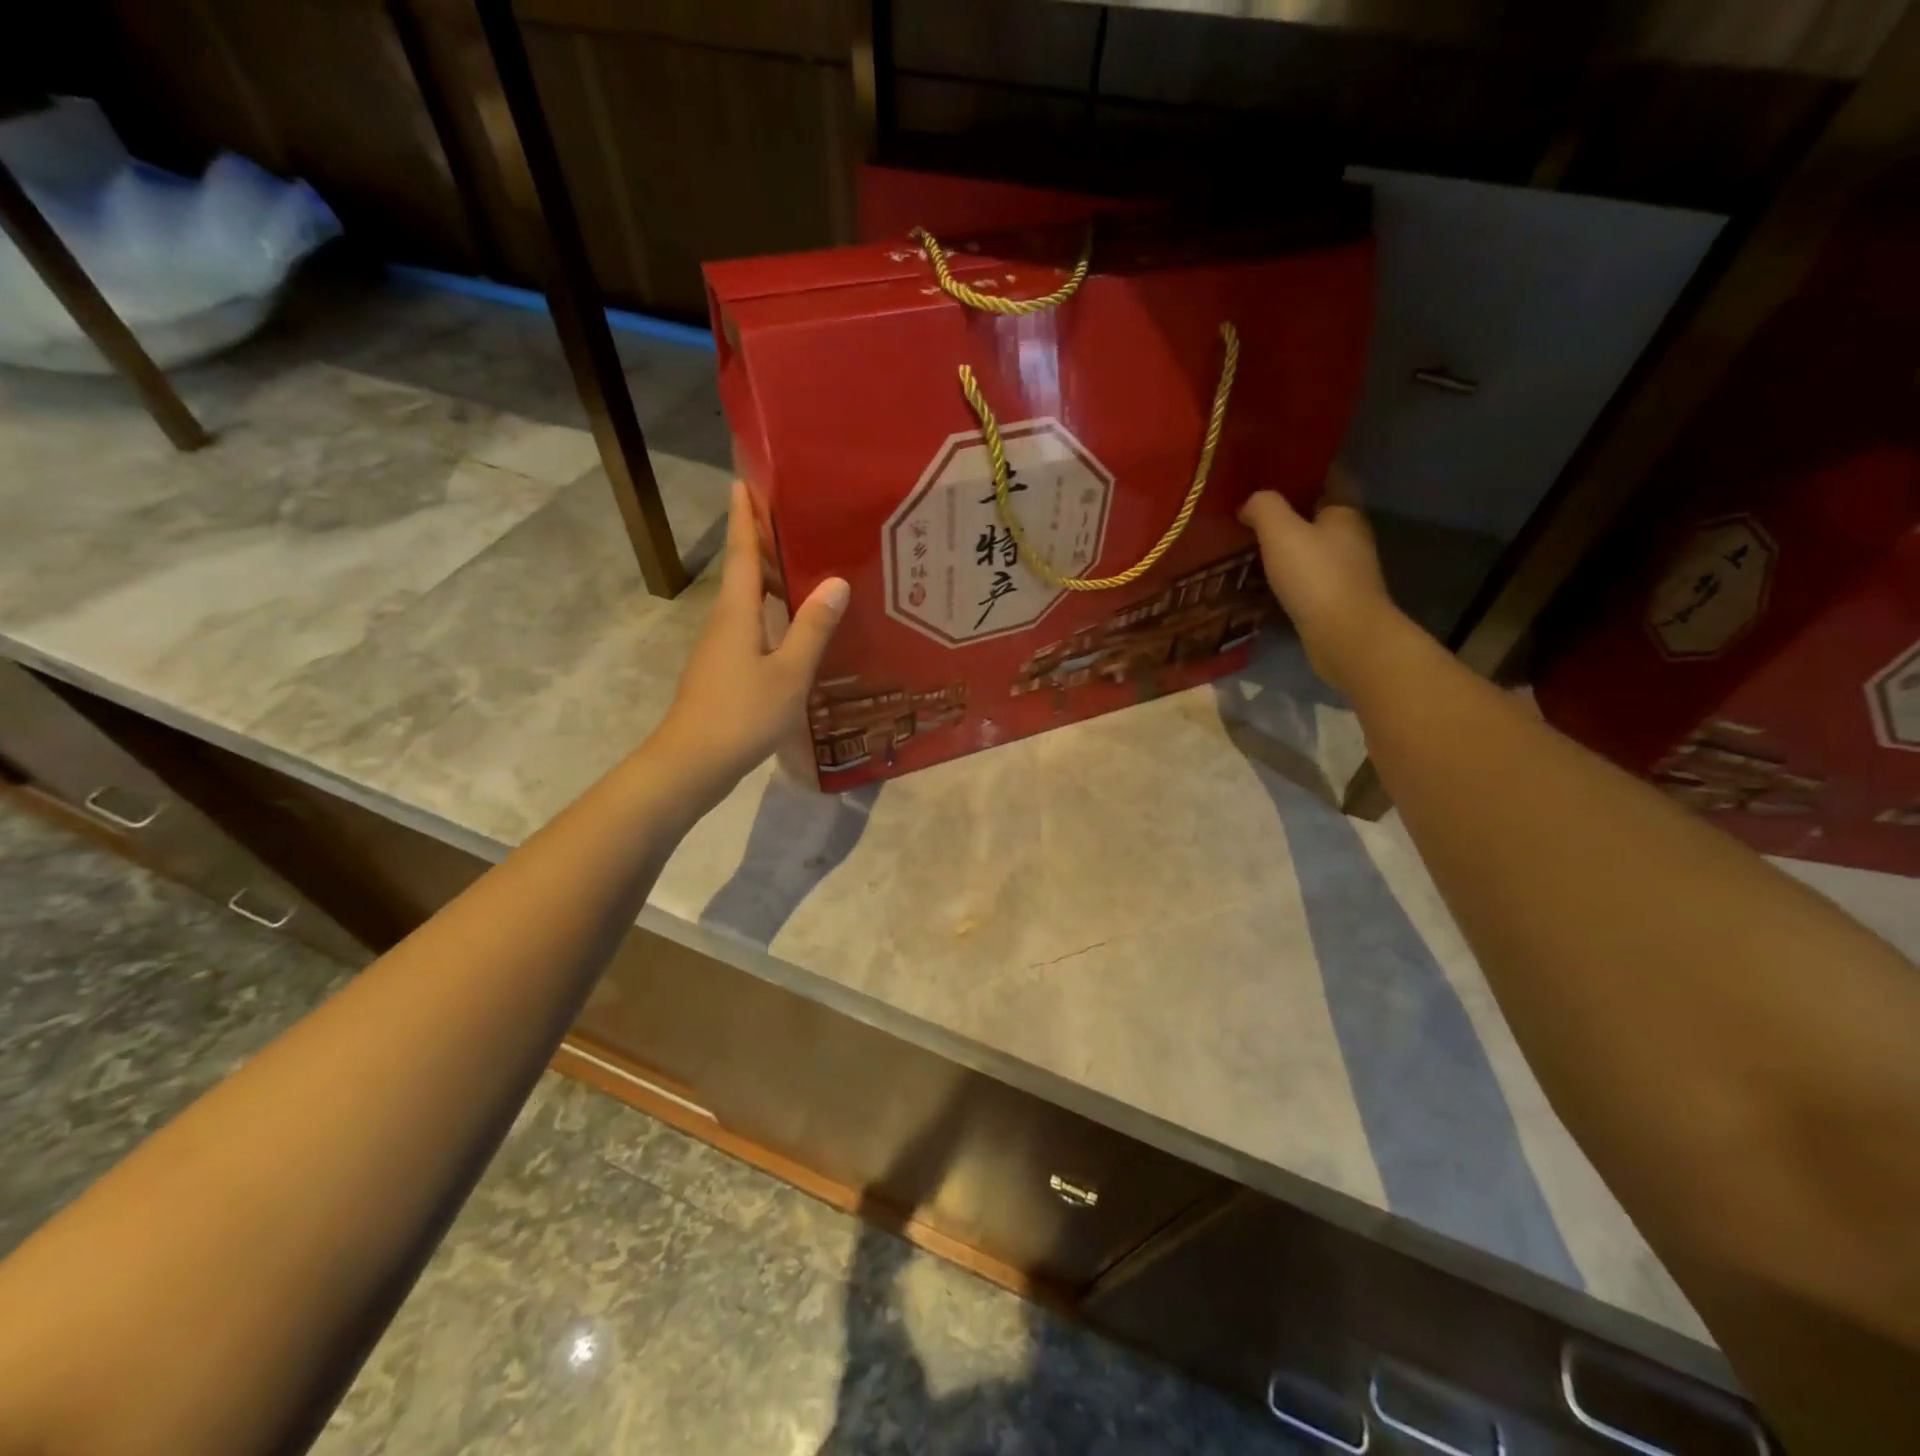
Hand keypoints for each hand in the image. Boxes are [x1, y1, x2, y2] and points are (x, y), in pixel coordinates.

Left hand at [654, 482, 848, 791]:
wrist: (692, 763)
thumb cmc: (742, 714)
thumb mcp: (789, 672)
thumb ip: (812, 628)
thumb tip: (836, 581)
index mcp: (737, 612)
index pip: (742, 553)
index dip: (744, 517)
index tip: (744, 481)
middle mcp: (725, 622)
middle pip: (743, 573)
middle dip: (762, 543)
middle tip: (795, 520)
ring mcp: (721, 648)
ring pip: (747, 602)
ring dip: (770, 581)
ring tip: (804, 567)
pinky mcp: (724, 671)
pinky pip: (751, 628)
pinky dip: (772, 614)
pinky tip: (795, 627)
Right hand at [1239, 469, 1403, 696]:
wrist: (1344, 636)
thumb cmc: (1315, 576)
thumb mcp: (1281, 532)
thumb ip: (1263, 507)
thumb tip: (1250, 502)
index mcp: (1344, 510)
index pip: (1329, 474)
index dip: (1304, 466)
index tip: (1274, 465)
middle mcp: (1350, 535)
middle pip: (1319, 511)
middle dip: (1290, 506)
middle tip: (1252, 504)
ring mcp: (1345, 569)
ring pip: (1312, 545)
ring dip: (1287, 542)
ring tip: (1250, 539)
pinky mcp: (1335, 598)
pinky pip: (1307, 574)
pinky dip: (1287, 571)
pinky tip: (1263, 575)